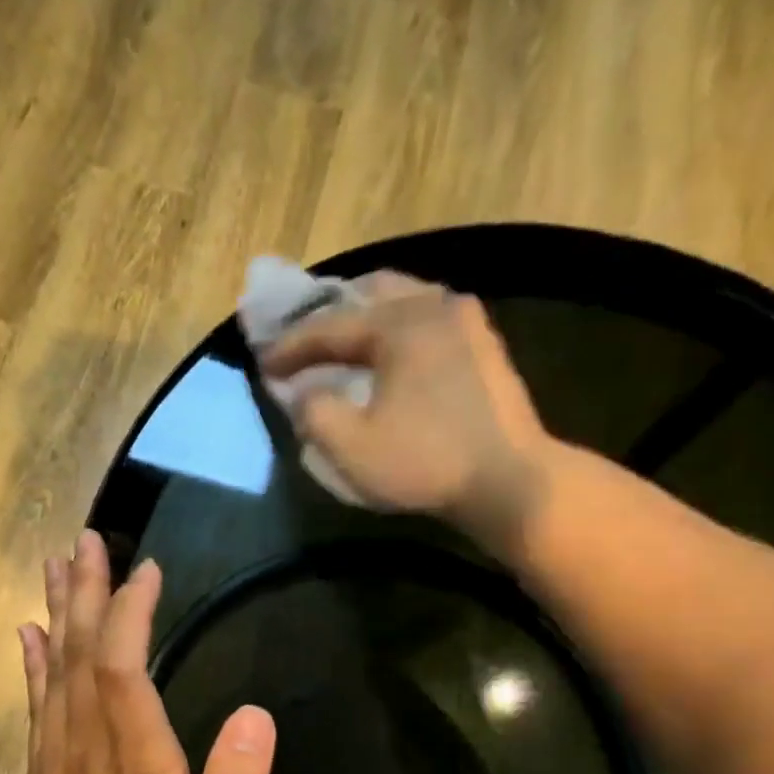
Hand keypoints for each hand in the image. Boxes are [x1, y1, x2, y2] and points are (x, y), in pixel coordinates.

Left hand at [13, 531, 276, 773]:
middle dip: (85, 595)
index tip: (146, 570)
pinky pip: (34, 710)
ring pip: (53, 676)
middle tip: (87, 541)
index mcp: (137, 769)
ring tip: (57, 566)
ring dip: (57, 617)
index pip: (125, 672)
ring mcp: (54, 768)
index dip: (132, 615)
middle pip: (81, 659)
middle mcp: (87, 755)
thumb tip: (256, 714)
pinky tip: (29, 638)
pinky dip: (33, 666)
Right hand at [259, 271, 561, 544]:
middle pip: (370, 293)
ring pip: (406, 301)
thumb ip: (313, 413)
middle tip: (306, 339)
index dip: (291, 346)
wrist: (509, 481)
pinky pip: (431, 320)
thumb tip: (302, 394)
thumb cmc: (424, 463)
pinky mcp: (486, 347)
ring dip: (369, 318)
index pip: (329, 326)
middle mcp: (434, 305)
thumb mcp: (351, 447)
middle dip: (332, 315)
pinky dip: (401, 329)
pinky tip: (395, 355)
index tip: (264, 363)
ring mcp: (467, 322)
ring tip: (347, 343)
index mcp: (398, 323)